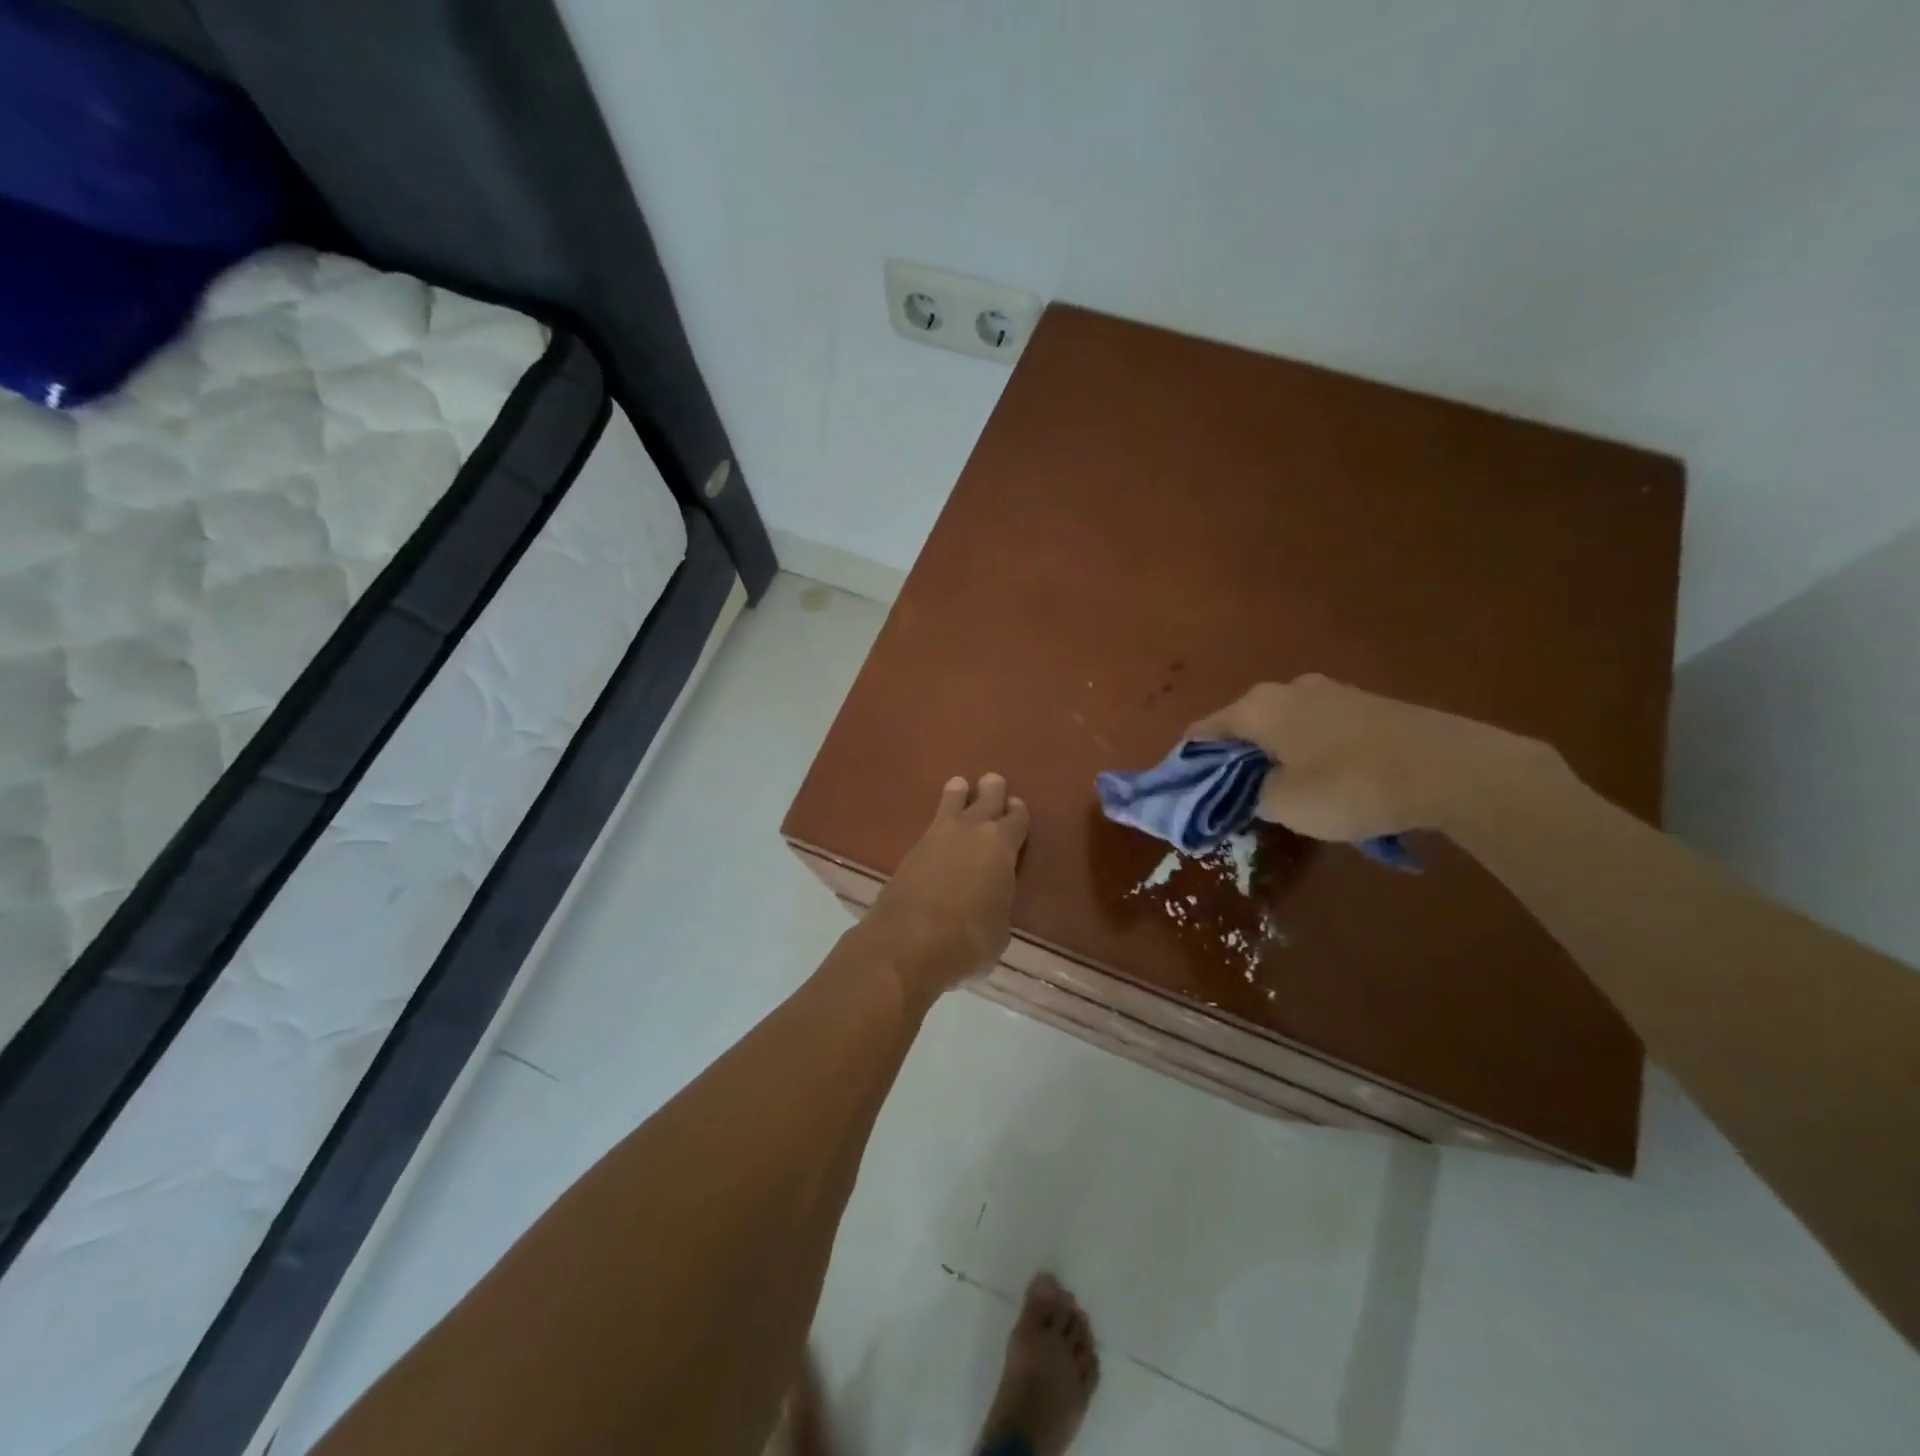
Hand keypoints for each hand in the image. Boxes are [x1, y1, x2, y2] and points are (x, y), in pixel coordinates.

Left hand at [867, 774, 1028, 999]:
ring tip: (960, 786)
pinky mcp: (911, 848)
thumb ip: (998, 906)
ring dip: (959, 793)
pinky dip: (939, 821)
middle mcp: (972, 831)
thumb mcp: (999, 930)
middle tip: (993, 782)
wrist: (909, 940)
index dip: (1018, 813)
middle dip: (992, 790)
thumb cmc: (968, 939)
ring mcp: (938, 836)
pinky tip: (939, 827)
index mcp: (1002, 846)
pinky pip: (932, 825)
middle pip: (987, 798)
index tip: (1016, 807)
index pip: (1017, 819)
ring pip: (953, 801)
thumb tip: (990, 906)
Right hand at [1188, 675, 1554, 842]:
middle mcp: (1289, 689)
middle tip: (1234, 796)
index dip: (1190, 761)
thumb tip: (1250, 789)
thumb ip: (1251, 796)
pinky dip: (1310, 752)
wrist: (1449, 768)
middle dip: (1235, 759)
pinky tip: (1326, 780)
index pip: (1204, 730)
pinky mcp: (1368, 705)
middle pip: (1245, 725)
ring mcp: (1333, 692)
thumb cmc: (1349, 785)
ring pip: (1285, 725)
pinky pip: (1319, 729)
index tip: (1185, 789)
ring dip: (1275, 755)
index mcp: (1258, 707)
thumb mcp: (1285, 804)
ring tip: (1282, 792)